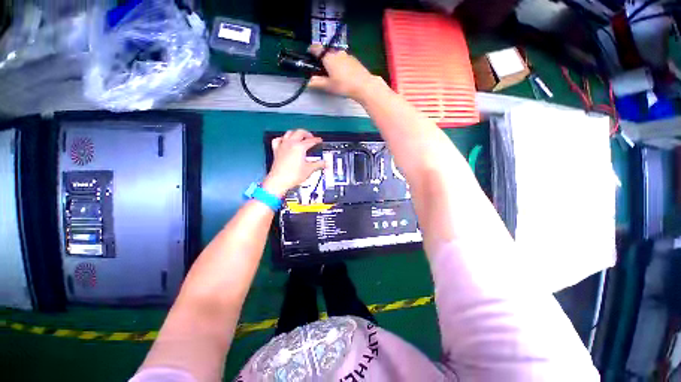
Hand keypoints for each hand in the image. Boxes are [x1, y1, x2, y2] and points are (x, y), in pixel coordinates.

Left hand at [263, 129, 324, 197]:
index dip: (317, 140)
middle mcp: (290, 144)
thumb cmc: (292, 176)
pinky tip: (285, 140)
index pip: (311, 141)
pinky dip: (282, 138)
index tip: (319, 140)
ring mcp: (282, 146)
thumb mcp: (309, 170)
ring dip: (296, 133)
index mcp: (300, 147)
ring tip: (300, 136)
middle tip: (311, 137)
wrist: (279, 181)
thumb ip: (318, 165)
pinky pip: (278, 140)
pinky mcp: (276, 150)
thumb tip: (325, 163)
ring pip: (289, 133)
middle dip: (307, 133)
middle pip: (300, 132)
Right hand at [307, 44, 381, 101]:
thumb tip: (308, 81)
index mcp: (329, 57)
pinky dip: (341, 64)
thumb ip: (317, 82)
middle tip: (322, 68)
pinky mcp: (355, 60)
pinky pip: (344, 60)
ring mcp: (347, 55)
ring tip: (334, 73)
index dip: (311, 50)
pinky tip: (344, 74)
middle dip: (323, 58)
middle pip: (327, 52)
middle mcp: (337, 53)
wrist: (364, 86)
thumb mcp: (328, 86)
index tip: (309, 53)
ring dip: (333, 61)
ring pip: (337, 56)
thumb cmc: (344, 85)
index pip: (317, 48)